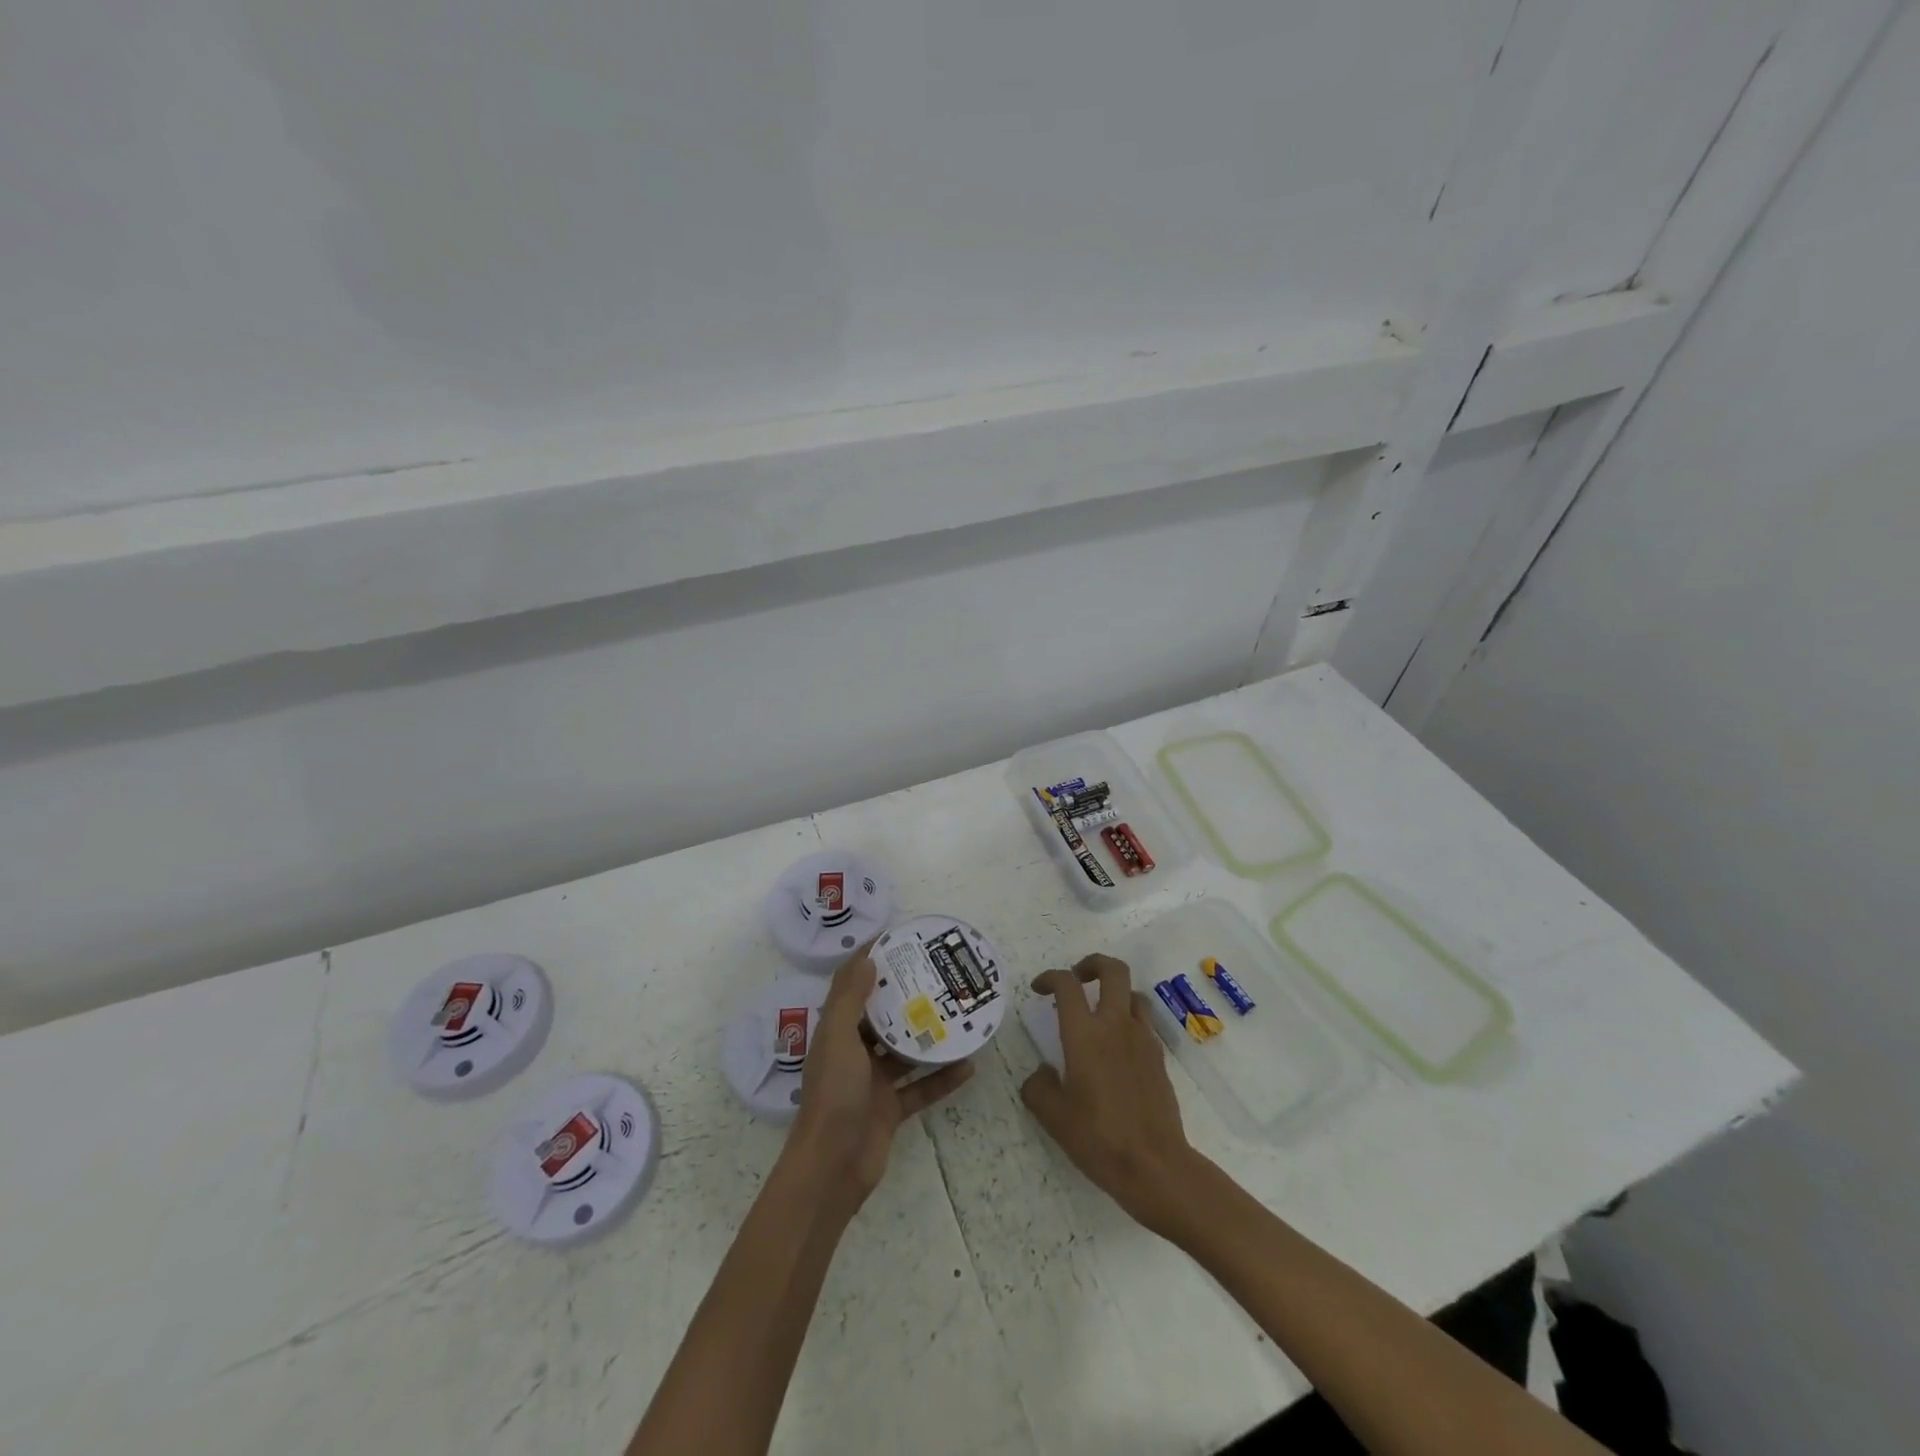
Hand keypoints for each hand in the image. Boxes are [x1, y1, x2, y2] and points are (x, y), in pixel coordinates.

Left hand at [787, 948, 973, 1205]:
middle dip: (906, 996)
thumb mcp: (838, 1039)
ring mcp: (874, 1082)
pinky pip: (922, 1087)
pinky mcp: (892, 1109)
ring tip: (958, 1013)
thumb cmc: (833, 1095)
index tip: (898, 940)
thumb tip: (868, 959)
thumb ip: (850, 1000)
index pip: (852, 987)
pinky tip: (968, 1064)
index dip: (870, 963)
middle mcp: (854, 1052)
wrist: (832, 1168)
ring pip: (905, 1051)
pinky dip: (943, 1078)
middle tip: (938, 974)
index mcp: (837, 1032)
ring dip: (928, 1036)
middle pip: (882, 1017)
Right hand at [1020, 954, 1200, 1236]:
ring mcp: (1142, 1038)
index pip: (1067, 984)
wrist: (1155, 1165)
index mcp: (1084, 1034)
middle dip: (1092, 964)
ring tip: (1100, 1012)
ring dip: (1115, 992)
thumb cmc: (1098, 1138)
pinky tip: (1118, 1048)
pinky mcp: (1159, 1057)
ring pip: (1133, 993)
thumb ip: (1038, 1086)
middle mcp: (1115, 1025)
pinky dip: (1129, 1020)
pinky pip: (1143, 1022)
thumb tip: (1042, 1072)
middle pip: (1112, 970)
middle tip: (1077, 978)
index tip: (1040, 989)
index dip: (1050, 977)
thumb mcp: (1053, 1116)